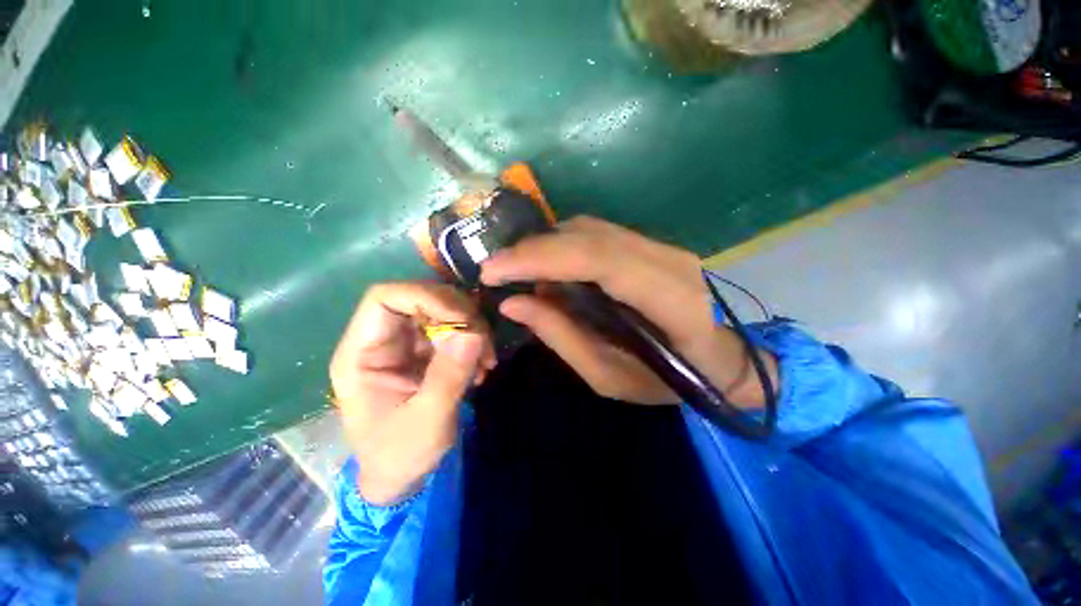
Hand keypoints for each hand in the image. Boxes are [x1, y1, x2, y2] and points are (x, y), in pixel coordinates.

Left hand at [330, 283, 494, 505]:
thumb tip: (472, 333)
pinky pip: (455, 328)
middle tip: (484, 344)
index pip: (385, 297)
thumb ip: (448, 376)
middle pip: (422, 298)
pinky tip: (482, 366)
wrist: (402, 474)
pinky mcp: (427, 349)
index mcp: (362, 354)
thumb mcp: (426, 421)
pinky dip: (475, 340)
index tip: (463, 321)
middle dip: (460, 314)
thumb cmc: (400, 454)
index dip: (427, 297)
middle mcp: (383, 339)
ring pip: (444, 310)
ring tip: (486, 361)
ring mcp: (407, 342)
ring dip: (473, 328)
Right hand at [481, 216, 774, 405]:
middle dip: (533, 249)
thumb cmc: (668, 382)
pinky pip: (596, 235)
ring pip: (590, 229)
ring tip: (517, 272)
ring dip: (546, 246)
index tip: (493, 270)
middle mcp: (669, 260)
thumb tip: (513, 303)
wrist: (720, 361)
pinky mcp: (651, 245)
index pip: (599, 259)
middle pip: (590, 236)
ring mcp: (662, 246)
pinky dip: (562, 247)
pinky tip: (547, 269)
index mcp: (670, 300)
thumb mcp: (609, 377)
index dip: (541, 257)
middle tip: (496, 270)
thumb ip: (562, 337)